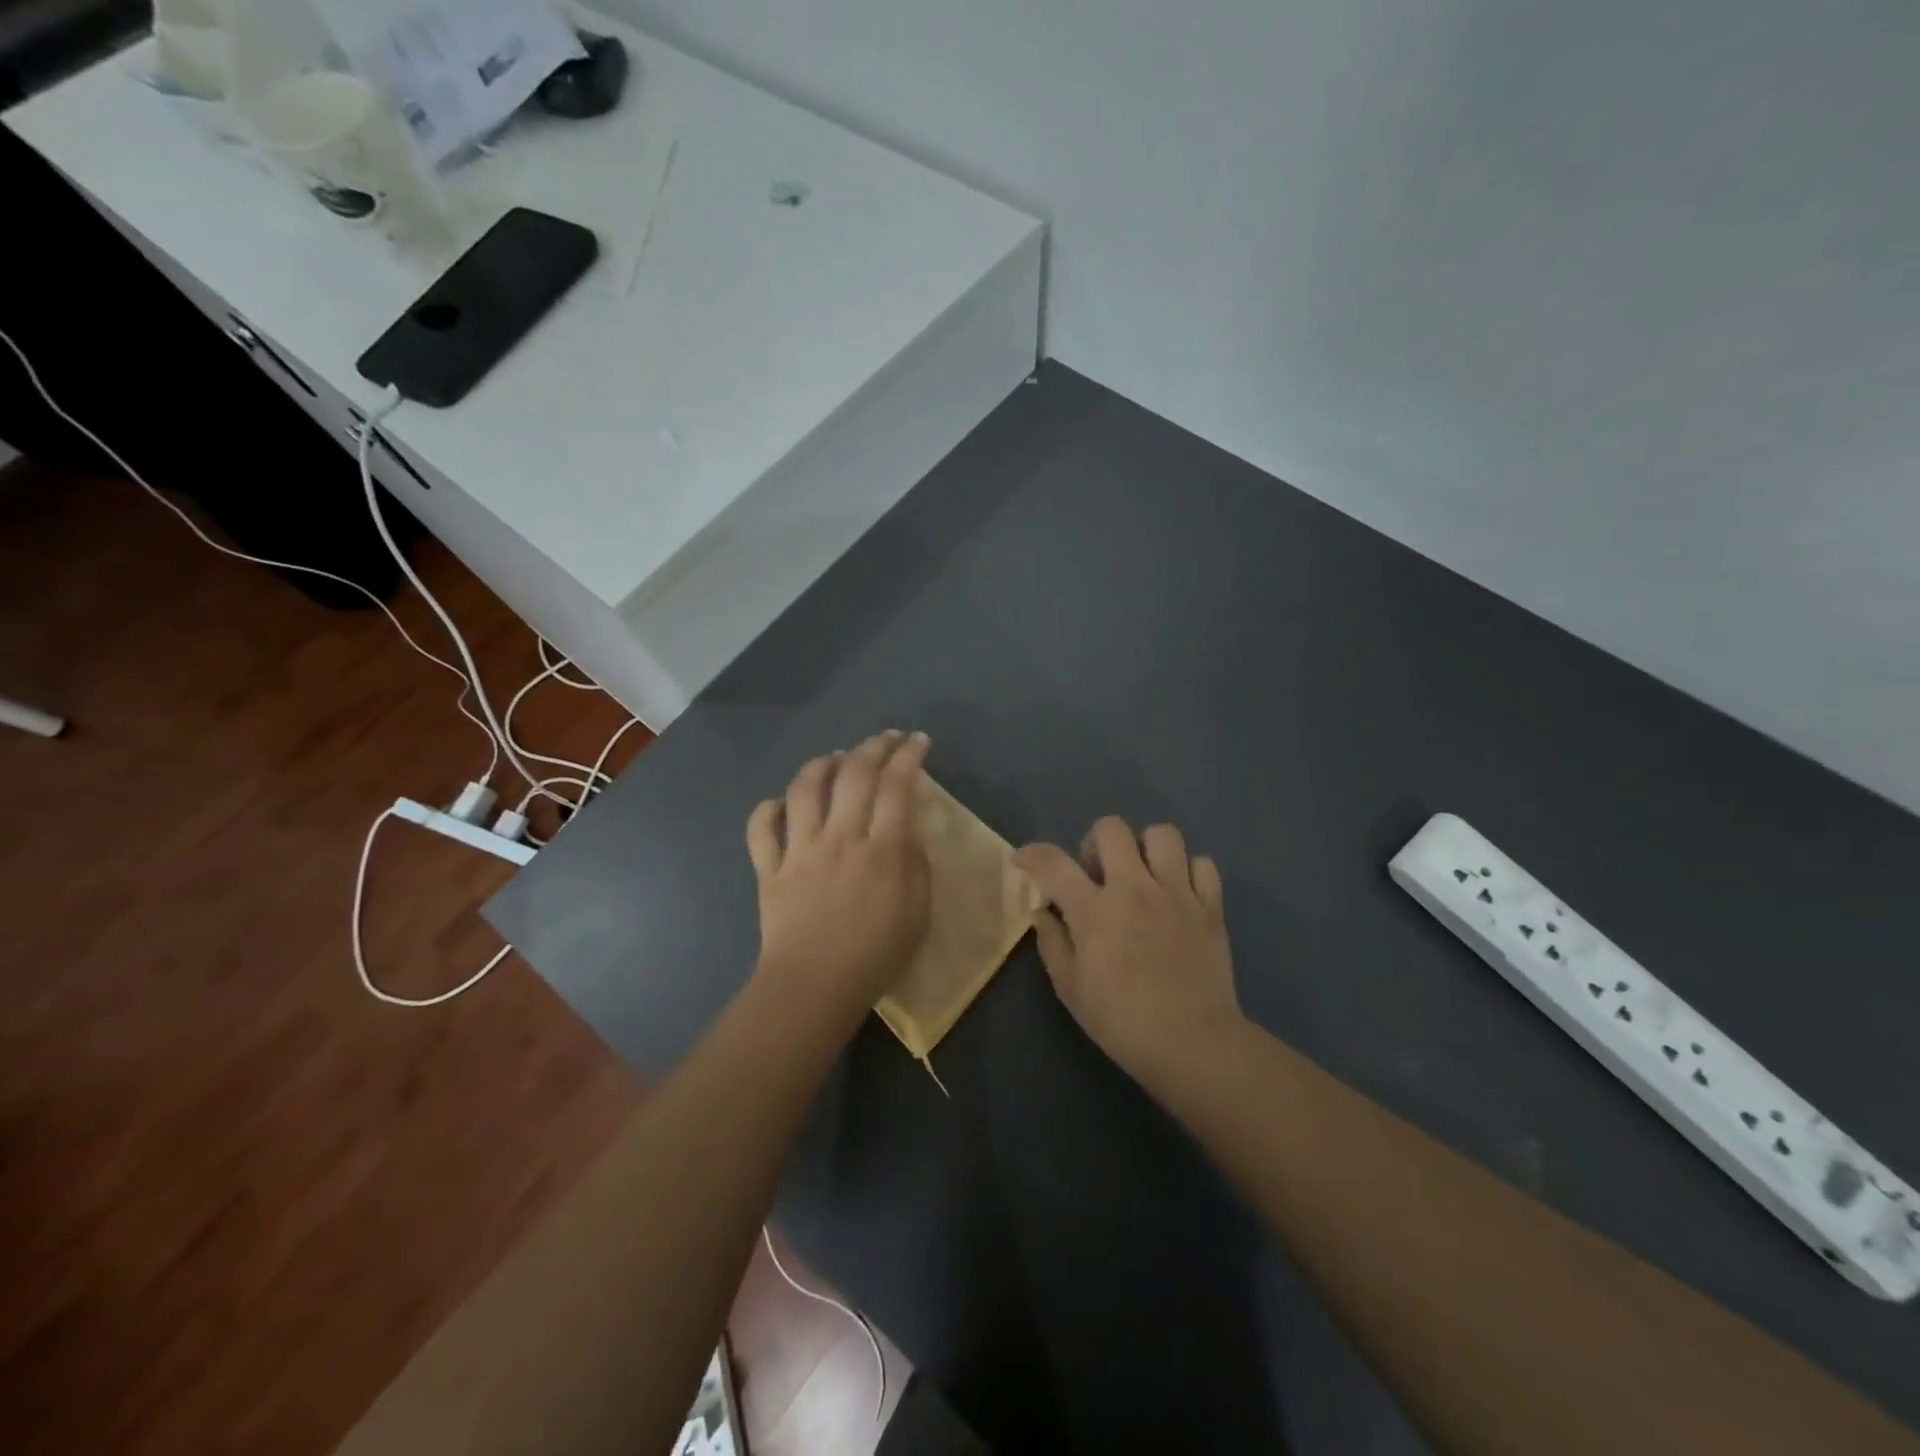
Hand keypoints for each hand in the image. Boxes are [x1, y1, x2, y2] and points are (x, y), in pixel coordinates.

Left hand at [745, 731, 932, 1023]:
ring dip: (822, 765)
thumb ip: (916, 864)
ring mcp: (801, 850)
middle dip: (874, 746)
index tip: (919, 741)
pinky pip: (762, 828)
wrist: (815, 986)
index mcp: (882, 849)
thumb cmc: (877, 954)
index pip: (897, 785)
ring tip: (836, 759)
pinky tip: (782, 804)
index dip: (909, 755)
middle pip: (855, 774)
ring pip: (805, 788)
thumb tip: (905, 832)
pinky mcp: (770, 868)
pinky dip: (769, 809)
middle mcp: (840, 837)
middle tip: (887, 738)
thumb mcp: (919, 911)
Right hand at [1015, 818, 1243, 1090]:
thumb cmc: (1121, 1021)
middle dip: (1096, 842)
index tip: (1024, 861)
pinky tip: (1179, 895)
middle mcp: (1134, 888)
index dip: (1031, 854)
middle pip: (1111, 828)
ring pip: (1163, 834)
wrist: (1192, 1044)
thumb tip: (1042, 912)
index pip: (1053, 862)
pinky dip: (1188, 872)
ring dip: (1146, 848)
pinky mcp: (1210, 906)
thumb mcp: (1071, 988)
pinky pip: (1203, 864)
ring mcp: (1177, 893)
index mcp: (1094, 910)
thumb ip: (1052, 942)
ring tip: (1143, 875)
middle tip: (1097, 874)